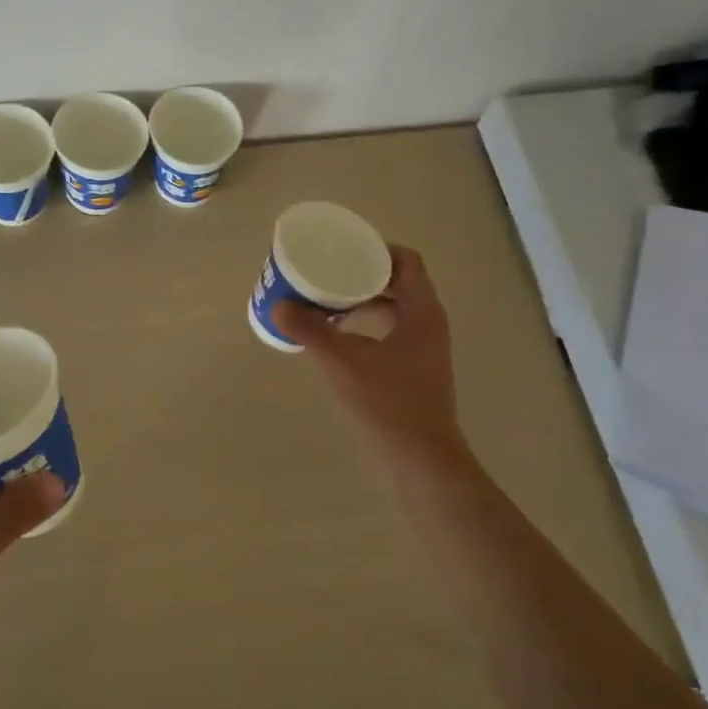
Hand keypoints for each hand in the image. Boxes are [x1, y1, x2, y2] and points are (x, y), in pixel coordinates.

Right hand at [271, 245, 469, 470]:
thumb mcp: (342, 363)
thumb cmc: (387, 404)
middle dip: (362, 274)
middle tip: (327, 273)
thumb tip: (279, 306)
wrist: (421, 458)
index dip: (375, 250)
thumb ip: (311, 331)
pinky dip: (367, 324)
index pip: (406, 260)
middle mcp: (429, 322)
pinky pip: (392, 330)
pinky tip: (340, 337)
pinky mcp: (417, 367)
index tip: (343, 251)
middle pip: (398, 281)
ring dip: (363, 300)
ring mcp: (425, 347)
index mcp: (421, 310)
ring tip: (327, 301)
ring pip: (394, 307)